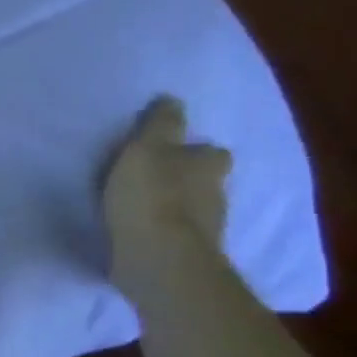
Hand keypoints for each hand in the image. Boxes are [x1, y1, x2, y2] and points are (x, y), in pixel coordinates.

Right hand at [103, 96, 232, 295]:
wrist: (158, 257)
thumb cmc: (150, 195)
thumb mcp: (145, 149)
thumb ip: (159, 125)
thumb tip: (172, 99)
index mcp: (208, 163)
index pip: (210, 152)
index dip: (193, 151)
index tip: (171, 154)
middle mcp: (216, 193)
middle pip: (204, 181)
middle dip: (185, 180)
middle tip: (154, 181)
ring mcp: (206, 228)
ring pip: (193, 210)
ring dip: (174, 208)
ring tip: (141, 209)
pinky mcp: (187, 254)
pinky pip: (176, 236)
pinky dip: (162, 232)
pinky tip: (140, 233)